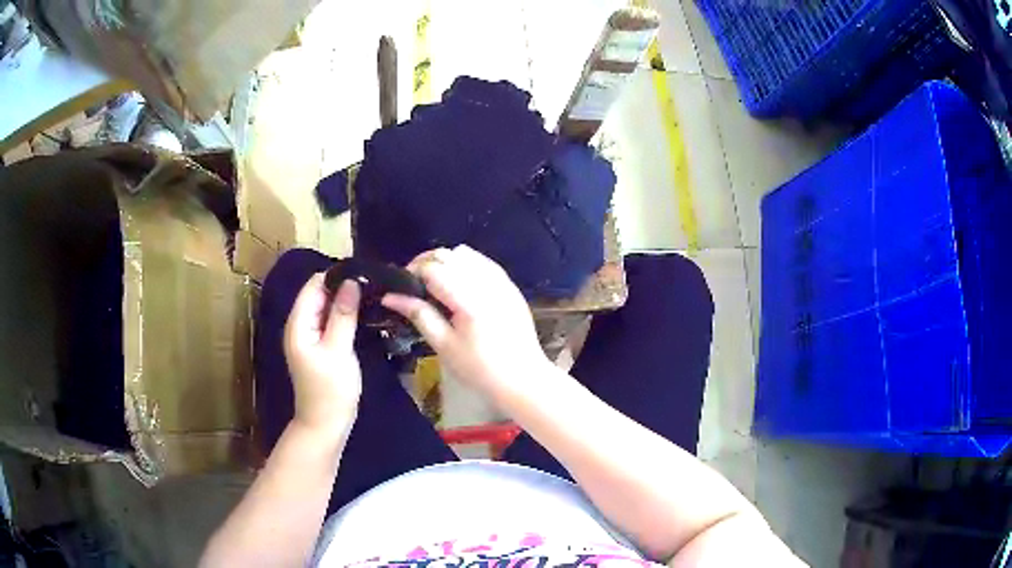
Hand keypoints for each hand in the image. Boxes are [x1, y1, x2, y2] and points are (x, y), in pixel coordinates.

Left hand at [284, 274, 362, 439]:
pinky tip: (364, 313)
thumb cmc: (331, 390)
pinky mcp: (320, 346)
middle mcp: (301, 325)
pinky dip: (345, 314)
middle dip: (343, 285)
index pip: (314, 285)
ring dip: (346, 300)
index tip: (365, 271)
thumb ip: (343, 314)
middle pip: (320, 294)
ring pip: (327, 307)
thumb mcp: (338, 350)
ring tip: (373, 293)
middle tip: (374, 283)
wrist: (325, 425)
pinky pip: (331, 321)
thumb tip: (351, 281)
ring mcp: (310, 336)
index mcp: (299, 323)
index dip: (336, 275)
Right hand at [382, 246, 550, 401]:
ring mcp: (501, 281)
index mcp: (468, 299)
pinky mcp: (509, 285)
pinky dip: (465, 265)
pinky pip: (482, 262)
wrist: (523, 379)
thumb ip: (418, 314)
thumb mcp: (444, 345)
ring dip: (445, 262)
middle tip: (414, 286)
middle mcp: (486, 282)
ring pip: (465, 253)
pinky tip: (459, 285)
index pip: (433, 268)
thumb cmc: (480, 369)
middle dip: (426, 263)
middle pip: (448, 254)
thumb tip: (389, 296)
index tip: (400, 288)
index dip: (411, 272)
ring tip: (436, 285)